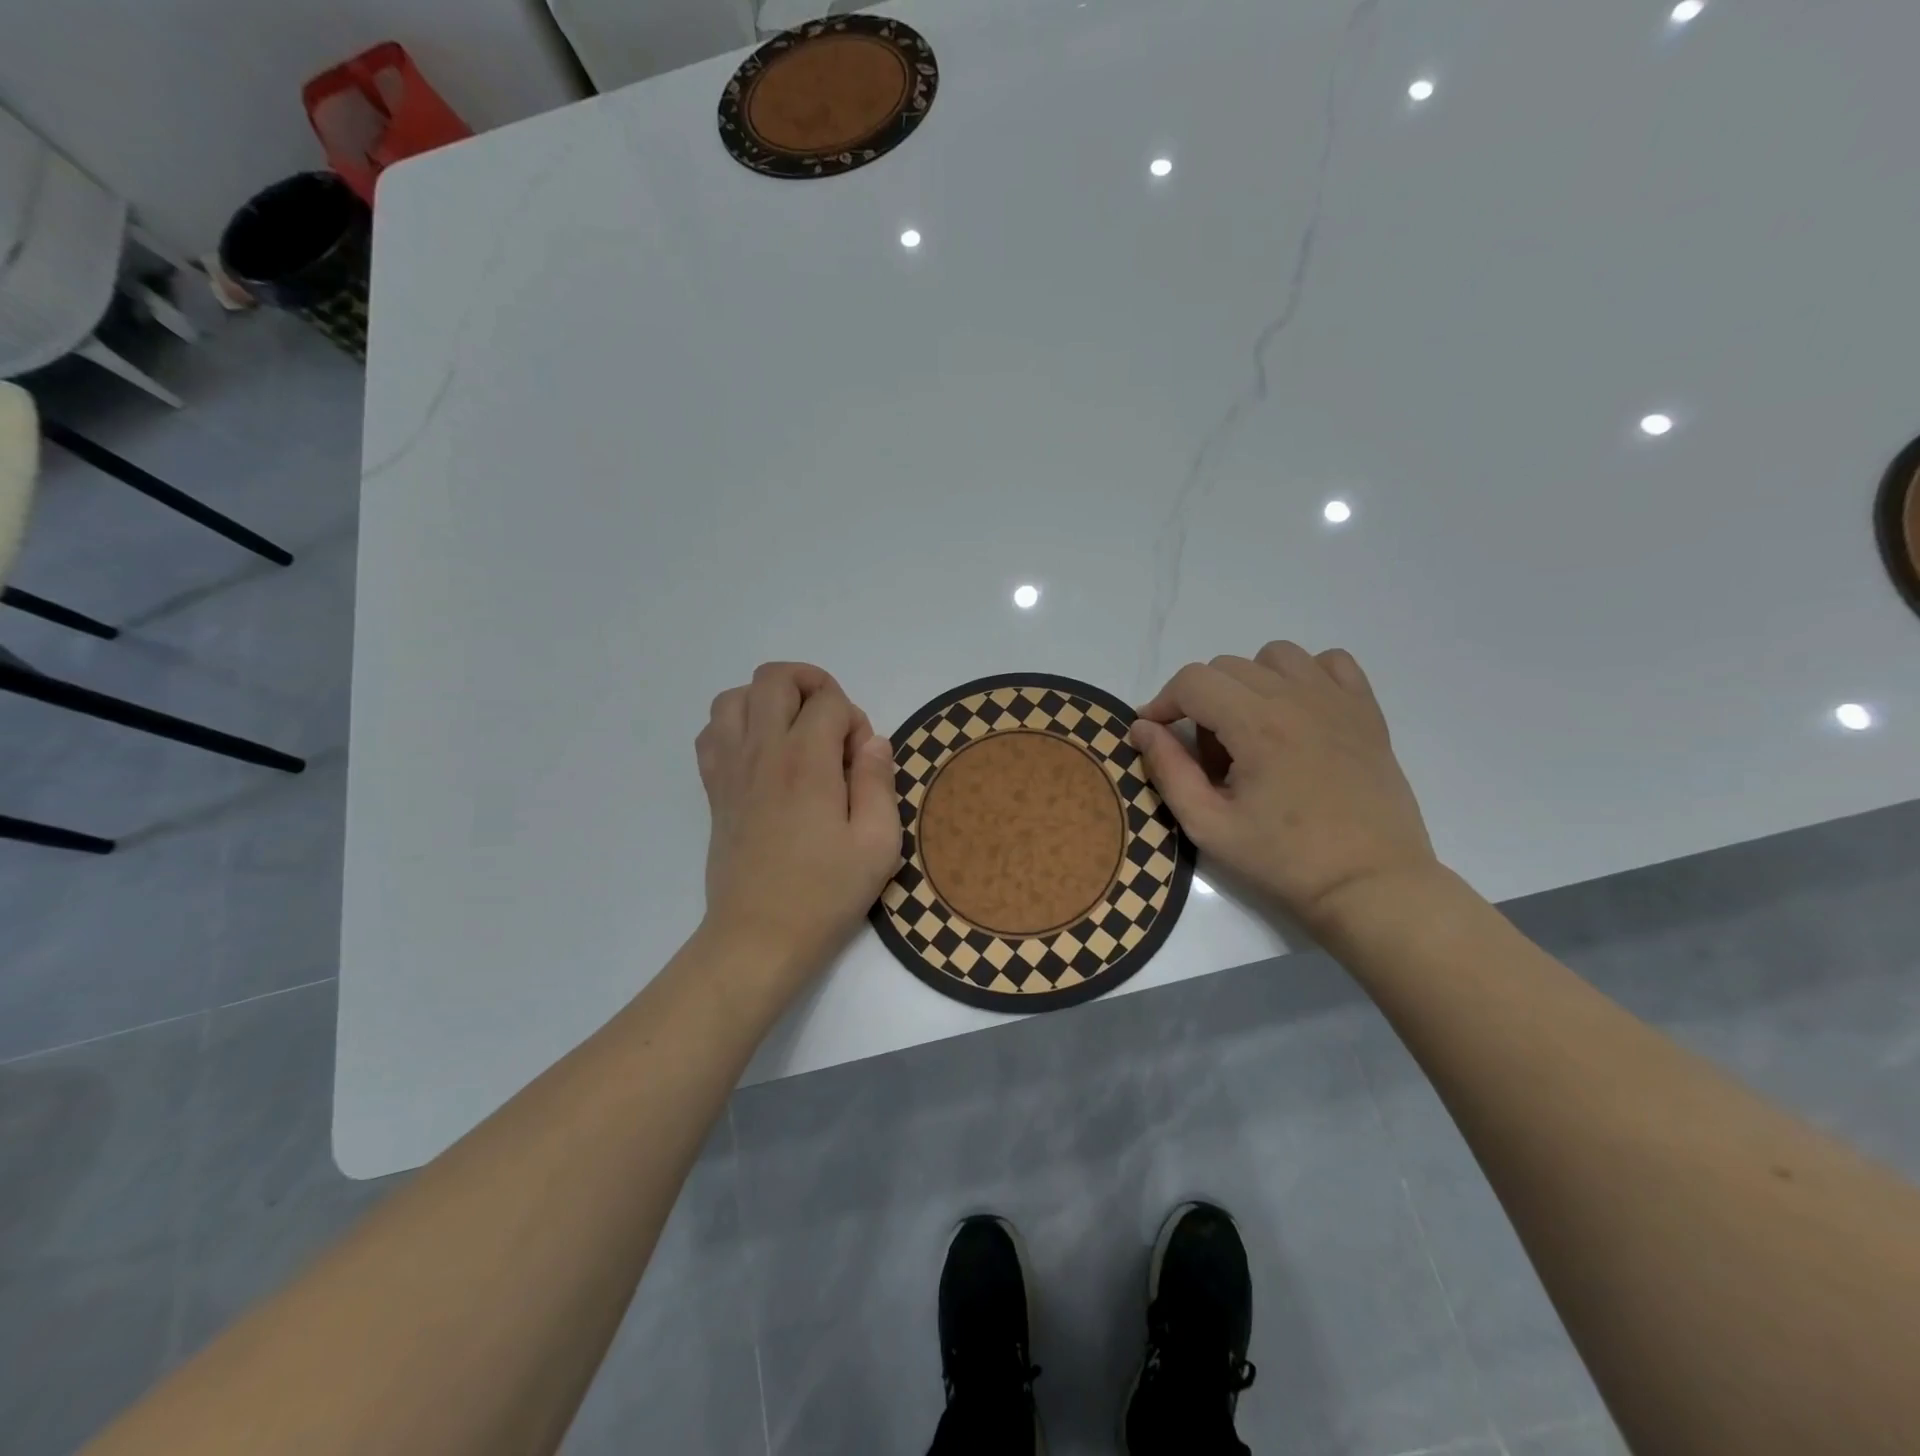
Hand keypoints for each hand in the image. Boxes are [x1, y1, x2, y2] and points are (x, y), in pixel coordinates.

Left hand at [696, 663, 900, 999]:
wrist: (758, 937)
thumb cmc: (825, 893)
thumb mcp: (878, 843)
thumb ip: (879, 781)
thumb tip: (872, 741)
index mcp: (806, 762)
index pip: (828, 700)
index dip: (854, 719)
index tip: (861, 760)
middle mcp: (762, 752)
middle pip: (775, 678)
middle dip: (812, 686)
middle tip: (832, 728)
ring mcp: (730, 768)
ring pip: (735, 696)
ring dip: (769, 701)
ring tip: (795, 734)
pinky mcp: (714, 789)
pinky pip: (712, 731)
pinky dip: (736, 725)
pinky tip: (761, 754)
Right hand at [1131, 642, 1438, 932]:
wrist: (1370, 884)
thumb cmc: (1284, 859)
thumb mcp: (1208, 825)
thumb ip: (1168, 770)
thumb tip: (1142, 728)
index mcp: (1256, 725)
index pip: (1192, 681)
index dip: (1162, 701)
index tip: (1155, 732)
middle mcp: (1296, 698)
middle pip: (1227, 666)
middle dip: (1200, 700)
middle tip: (1207, 754)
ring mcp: (1337, 700)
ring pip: (1276, 656)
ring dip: (1249, 681)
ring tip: (1251, 728)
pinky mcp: (1367, 711)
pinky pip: (1330, 662)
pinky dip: (1305, 675)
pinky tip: (1298, 712)